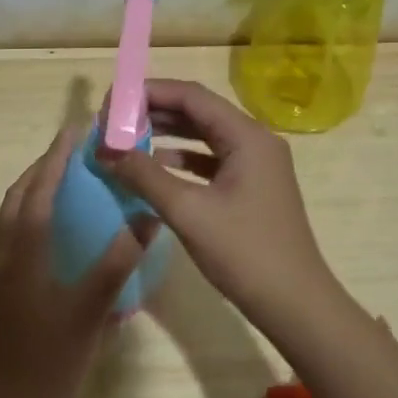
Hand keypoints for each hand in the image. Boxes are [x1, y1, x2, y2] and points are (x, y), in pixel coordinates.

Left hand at [0, 122, 154, 397]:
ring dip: (34, 190)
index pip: (37, 191)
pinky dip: (31, 215)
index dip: (56, 157)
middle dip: (42, 168)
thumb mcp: (92, 309)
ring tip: (66, 179)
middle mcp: (3, 255)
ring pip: (11, 216)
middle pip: (17, 197)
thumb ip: (119, 261)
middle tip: (74, 150)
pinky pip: (13, 236)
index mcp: (22, 253)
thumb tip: (147, 216)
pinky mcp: (1, 290)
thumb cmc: (54, 360)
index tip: (76, 129)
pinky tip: (57, 229)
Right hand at [102, 80, 341, 330]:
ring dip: (167, 135)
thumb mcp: (187, 211)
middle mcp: (255, 141)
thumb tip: (103, 149)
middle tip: (114, 121)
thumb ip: (144, 175)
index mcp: (247, 136)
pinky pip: (212, 160)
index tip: (112, 102)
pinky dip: (183, 160)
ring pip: (205, 136)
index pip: (192, 96)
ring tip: (127, 139)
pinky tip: (156, 168)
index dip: (149, 93)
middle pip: (199, 112)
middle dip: (155, 112)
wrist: (294, 303)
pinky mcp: (252, 187)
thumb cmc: (244, 253)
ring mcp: (257, 165)